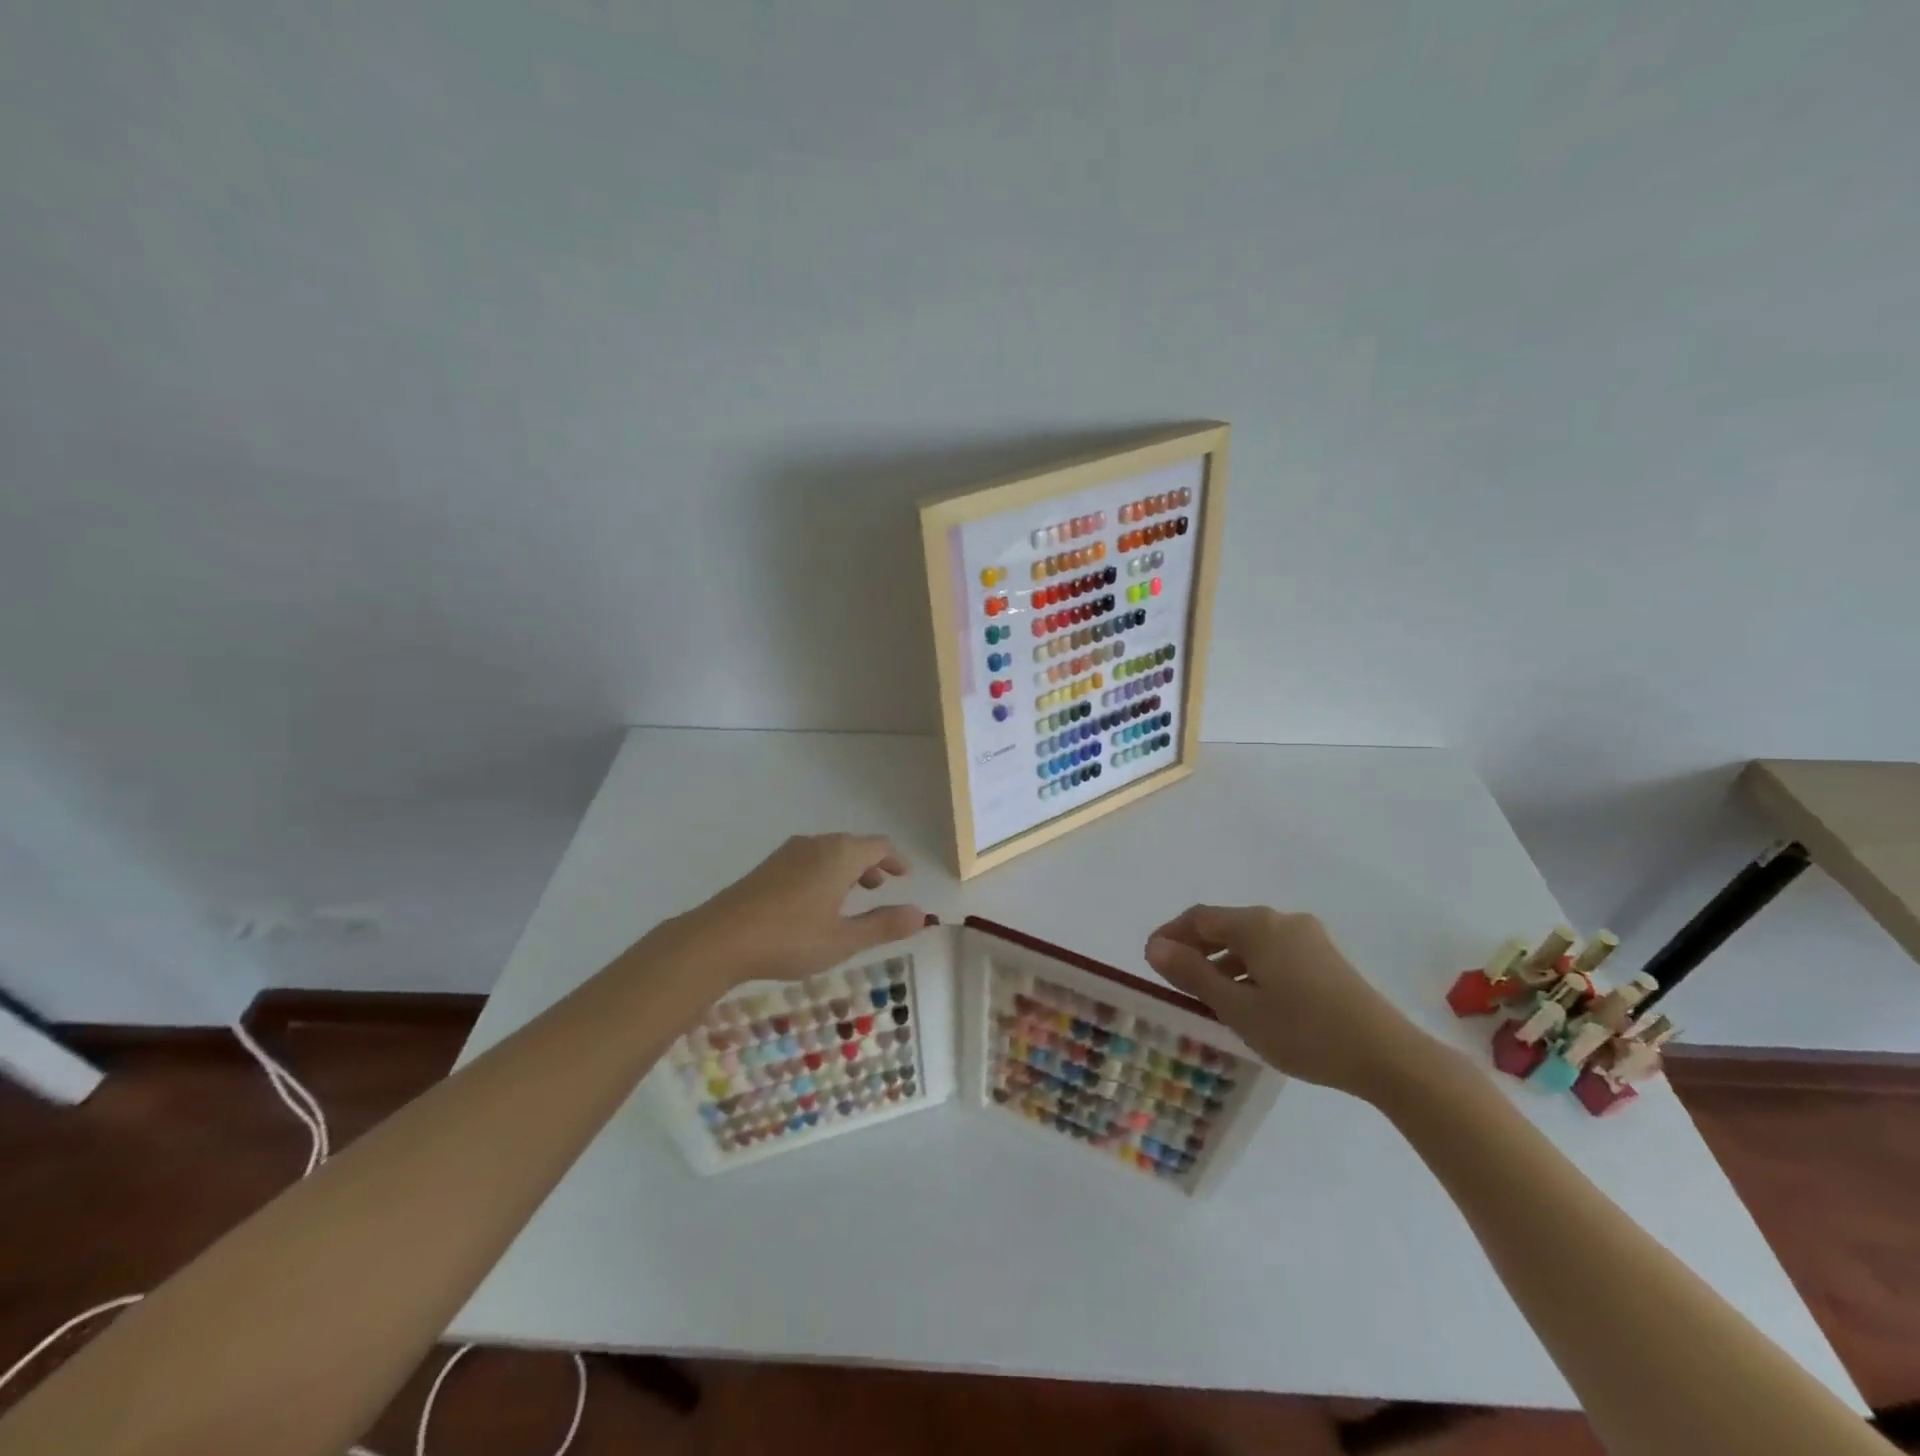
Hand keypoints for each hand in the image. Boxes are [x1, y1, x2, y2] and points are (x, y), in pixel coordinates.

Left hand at [656, 833, 925, 989]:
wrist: (719, 938)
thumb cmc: (790, 938)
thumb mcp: (844, 939)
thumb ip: (884, 925)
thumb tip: (921, 914)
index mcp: (840, 855)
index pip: (878, 846)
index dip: (896, 859)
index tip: (905, 875)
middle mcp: (816, 844)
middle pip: (853, 845)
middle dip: (871, 864)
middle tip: (881, 885)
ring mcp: (788, 853)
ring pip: (828, 852)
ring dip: (847, 868)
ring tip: (852, 895)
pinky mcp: (767, 867)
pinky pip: (808, 860)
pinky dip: (824, 872)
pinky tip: (816, 901)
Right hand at [1144, 905, 1431, 1099]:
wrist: (1388, 1056)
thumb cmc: (1303, 1032)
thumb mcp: (1238, 1008)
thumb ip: (1194, 974)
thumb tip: (1154, 946)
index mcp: (1256, 925)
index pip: (1199, 918)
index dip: (1170, 935)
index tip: (1150, 961)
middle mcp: (1281, 920)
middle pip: (1225, 926)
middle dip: (1196, 949)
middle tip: (1174, 981)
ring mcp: (1308, 938)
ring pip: (1251, 941)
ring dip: (1223, 962)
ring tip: (1208, 997)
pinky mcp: (1326, 958)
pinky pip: (1273, 952)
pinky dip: (1250, 968)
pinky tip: (1250, 1000)